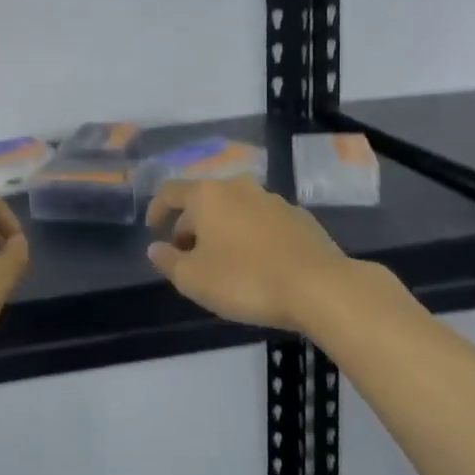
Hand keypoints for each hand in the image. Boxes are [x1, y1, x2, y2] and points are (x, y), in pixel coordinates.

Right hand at [145, 177, 355, 334]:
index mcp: (207, 195)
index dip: (156, 209)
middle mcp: (238, 187)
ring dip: (222, 229)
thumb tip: (156, 248)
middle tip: (187, 256)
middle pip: (203, 200)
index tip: (154, 231)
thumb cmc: (245, 280)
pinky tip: (257, 262)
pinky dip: (250, 235)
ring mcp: (272, 199)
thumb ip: (168, 261)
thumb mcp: (193, 279)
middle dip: (190, 224)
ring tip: (222, 261)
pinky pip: (262, 221)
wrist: (320, 287)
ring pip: (235, 209)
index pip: (170, 191)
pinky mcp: (299, 217)